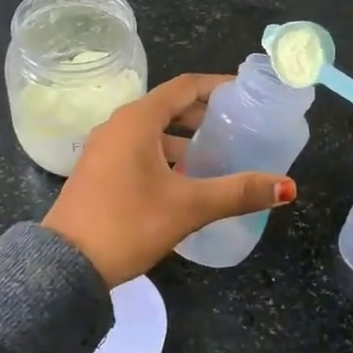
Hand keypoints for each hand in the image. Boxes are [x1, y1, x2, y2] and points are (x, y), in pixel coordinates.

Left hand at [43, 73, 296, 287]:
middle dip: (203, 115)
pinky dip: (165, 155)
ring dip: (184, 139)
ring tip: (217, 156)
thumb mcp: (188, 207)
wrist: (66, 266)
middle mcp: (118, 126)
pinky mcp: (99, 172)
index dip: (217, 86)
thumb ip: (238, 192)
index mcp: (137, 120)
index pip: (185, 87)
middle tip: (237, 127)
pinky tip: (185, 180)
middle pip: (168, 107)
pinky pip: (139, 150)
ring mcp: (104, 149)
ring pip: (153, 132)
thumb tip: (286, 186)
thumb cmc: (128, 224)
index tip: (246, 94)